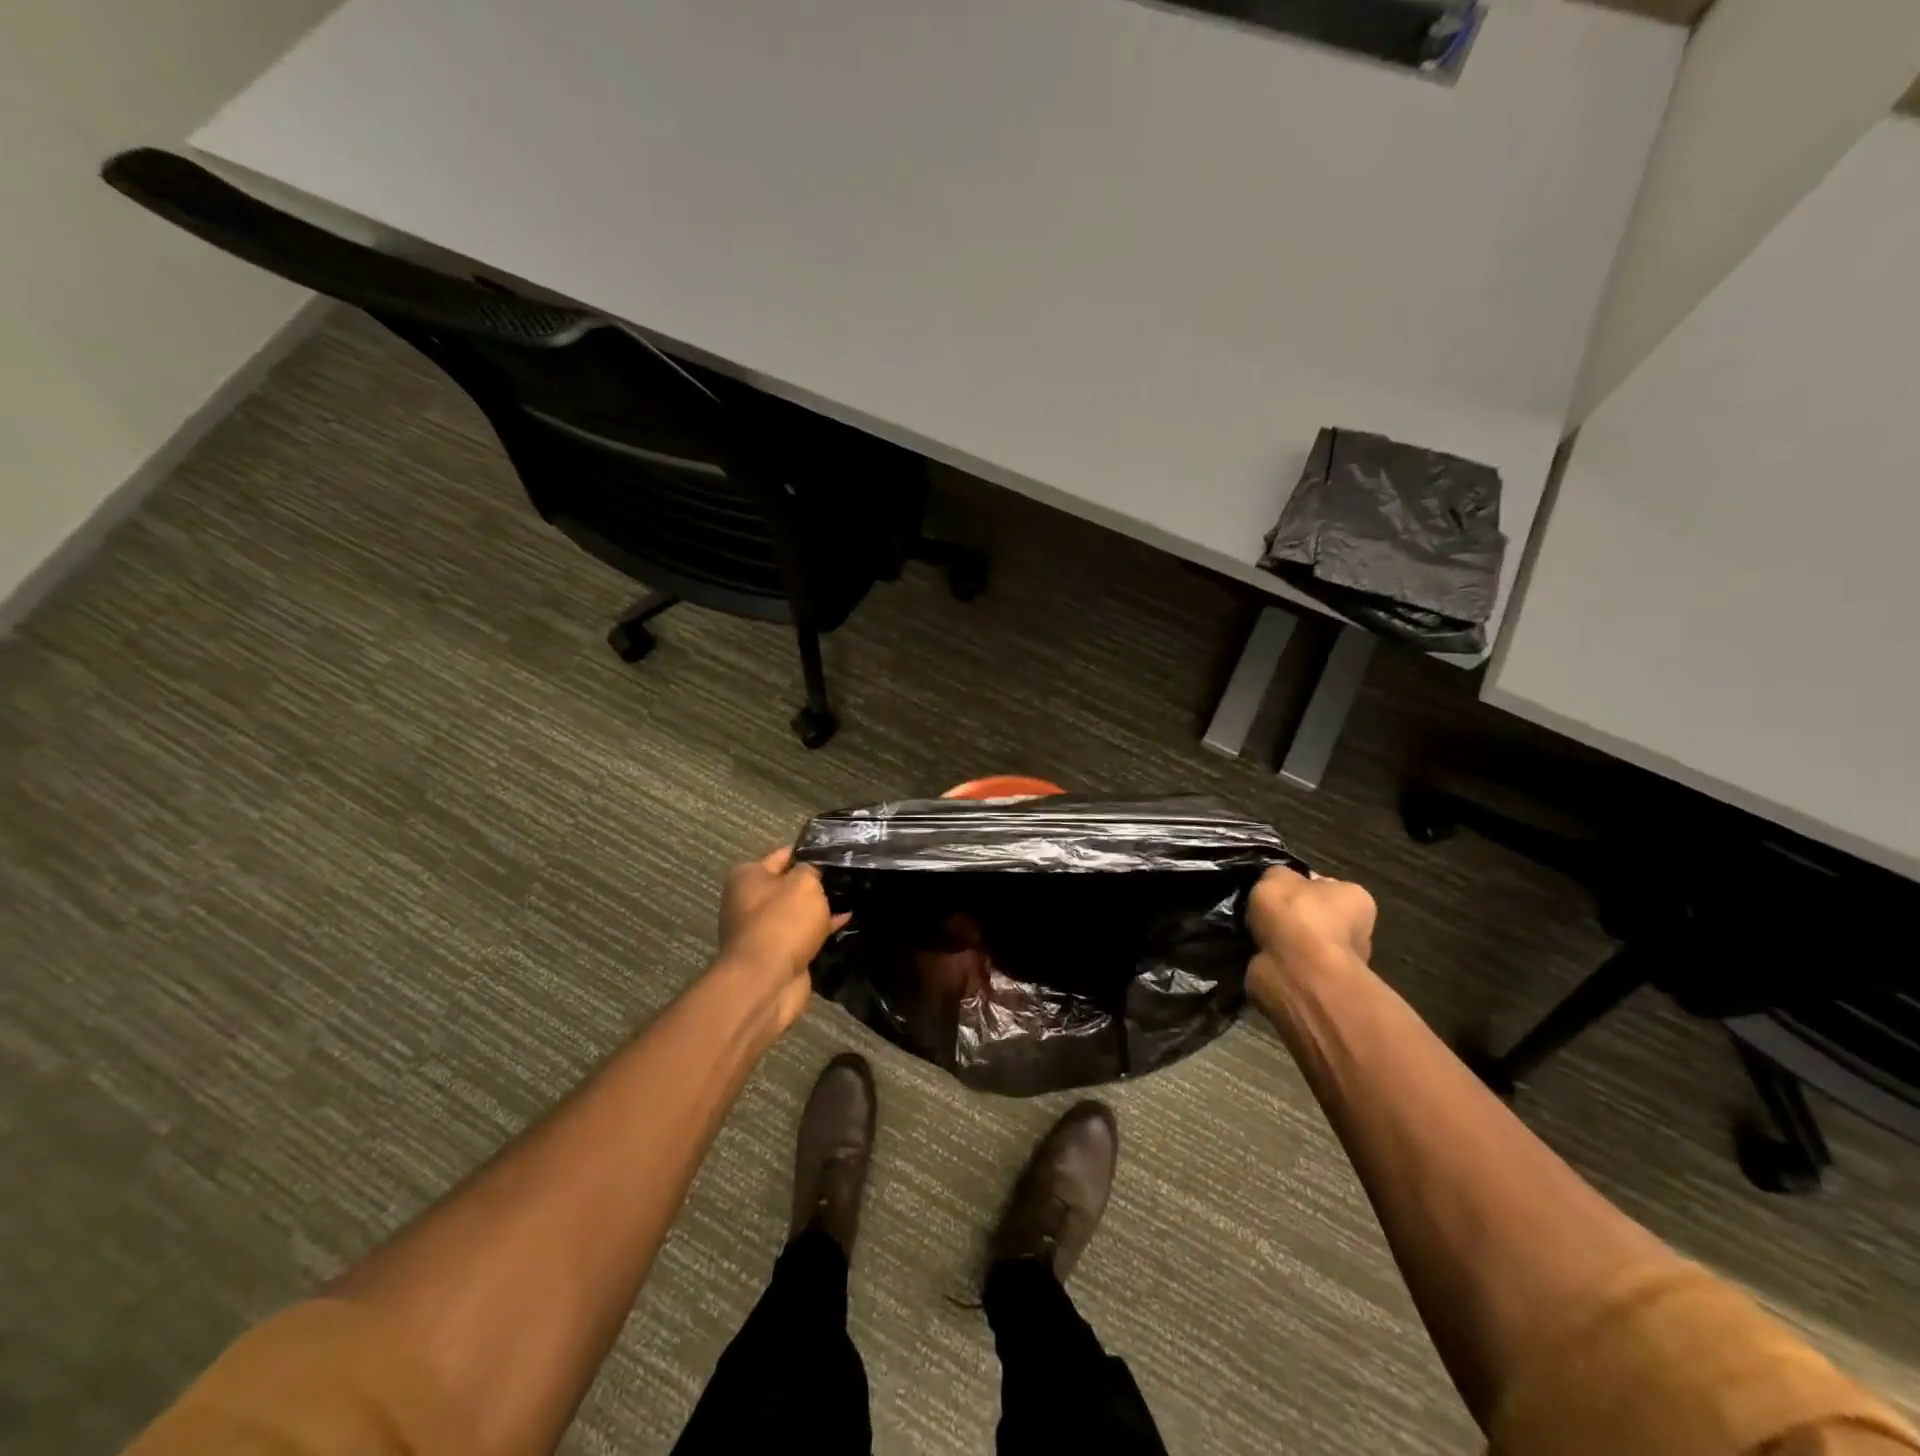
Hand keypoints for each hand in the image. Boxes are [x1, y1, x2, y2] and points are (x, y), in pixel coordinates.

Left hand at [716, 846, 847, 1030]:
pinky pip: (804, 934)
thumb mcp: (804, 883)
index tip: (841, 852)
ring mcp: (763, 929)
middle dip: (819, 882)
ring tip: (855, 897)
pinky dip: (822, 929)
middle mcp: (749, 900)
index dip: (813, 852)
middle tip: (852, 874)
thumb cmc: (783, 922)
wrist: (767, 983)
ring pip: (799, 911)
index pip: (785, 854)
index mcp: (748, 876)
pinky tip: (846, 922)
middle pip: (791, 884)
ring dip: (821, 908)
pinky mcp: (778, 953)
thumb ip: (813, 869)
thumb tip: (818, 871)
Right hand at [1246, 866, 1375, 1012]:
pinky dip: (1273, 962)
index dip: (1296, 886)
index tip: (1273, 891)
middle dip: (1288, 917)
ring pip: (1299, 943)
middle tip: (1258, 914)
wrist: (1298, 974)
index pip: (1323, 885)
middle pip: (1312, 916)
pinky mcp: (1319, 987)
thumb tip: (1279, 884)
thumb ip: (1278, 875)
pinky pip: (1290, 966)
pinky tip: (1256, 955)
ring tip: (1251, 935)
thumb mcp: (1277, 876)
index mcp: (1354, 899)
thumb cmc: (1297, 916)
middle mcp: (1355, 930)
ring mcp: (1338, 963)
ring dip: (1278, 941)